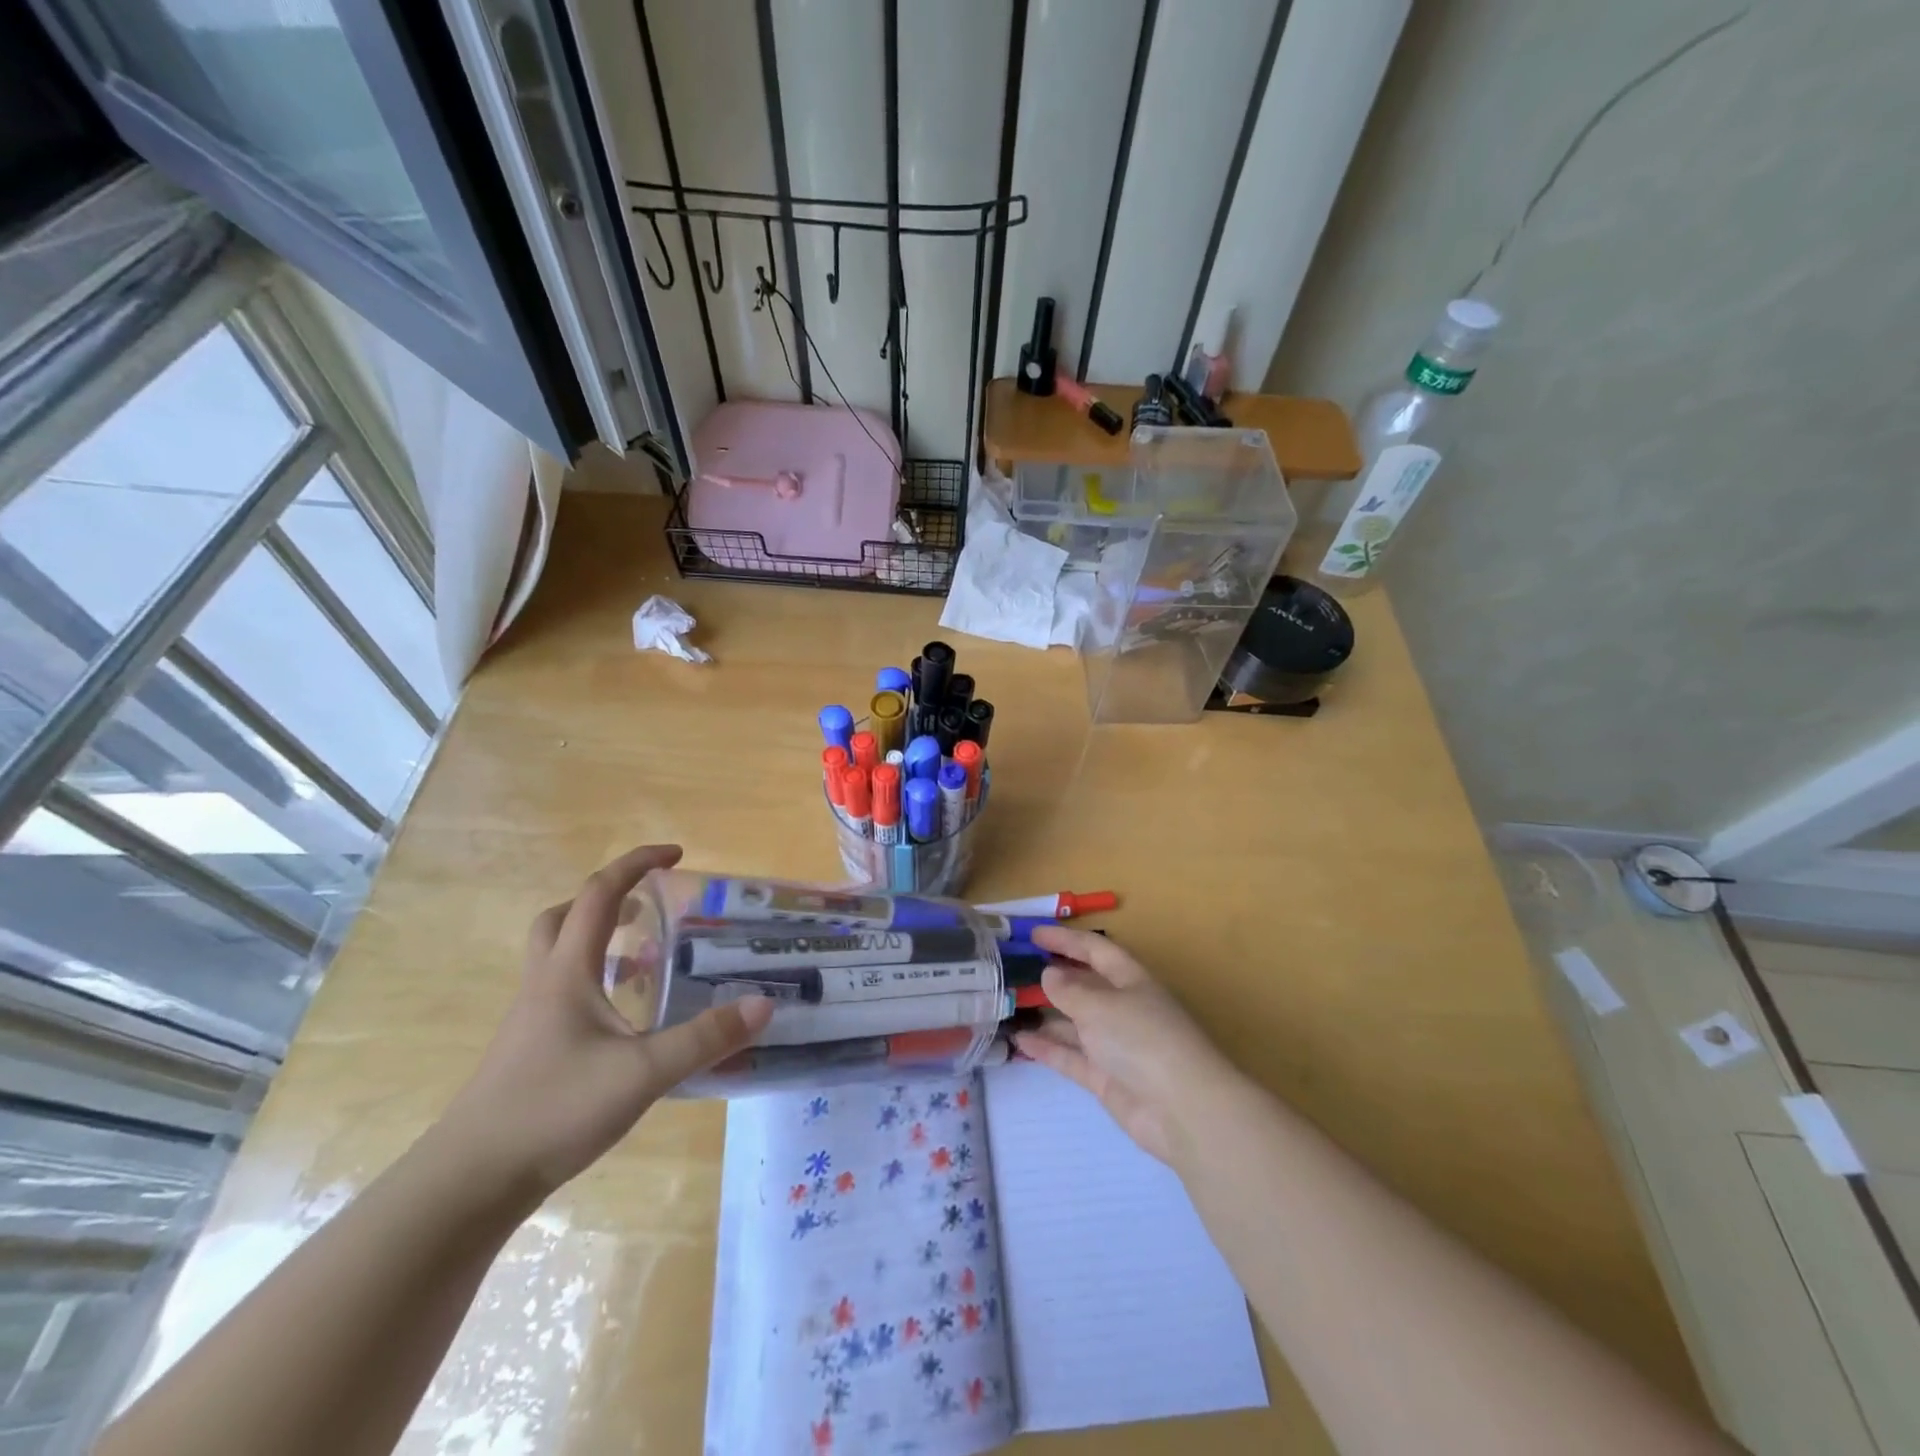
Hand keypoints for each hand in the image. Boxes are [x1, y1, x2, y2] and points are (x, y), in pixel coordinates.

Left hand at [437, 845, 771, 1196]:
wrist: (469, 1183)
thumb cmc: (552, 1110)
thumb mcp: (641, 1074)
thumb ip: (704, 1039)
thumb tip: (763, 1004)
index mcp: (567, 971)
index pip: (599, 894)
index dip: (636, 864)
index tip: (677, 854)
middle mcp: (545, 984)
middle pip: (563, 917)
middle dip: (607, 898)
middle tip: (649, 905)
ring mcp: (532, 1019)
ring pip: (559, 956)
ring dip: (599, 940)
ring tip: (646, 958)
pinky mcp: (529, 1050)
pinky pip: (563, 993)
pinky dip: (595, 983)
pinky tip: (625, 1019)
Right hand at [1013, 925, 1248, 1166]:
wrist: (1182, 1109)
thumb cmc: (1142, 1038)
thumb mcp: (1100, 1005)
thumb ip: (1070, 990)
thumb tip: (1049, 974)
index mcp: (1131, 980)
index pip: (1096, 950)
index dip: (1066, 939)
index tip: (1033, 935)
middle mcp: (1123, 1008)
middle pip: (1085, 986)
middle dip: (1053, 977)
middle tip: (1014, 971)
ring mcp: (1115, 1045)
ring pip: (1075, 1023)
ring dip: (1046, 1014)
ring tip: (1009, 1006)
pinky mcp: (1106, 1078)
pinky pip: (1071, 1056)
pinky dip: (1048, 1048)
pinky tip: (1020, 1040)